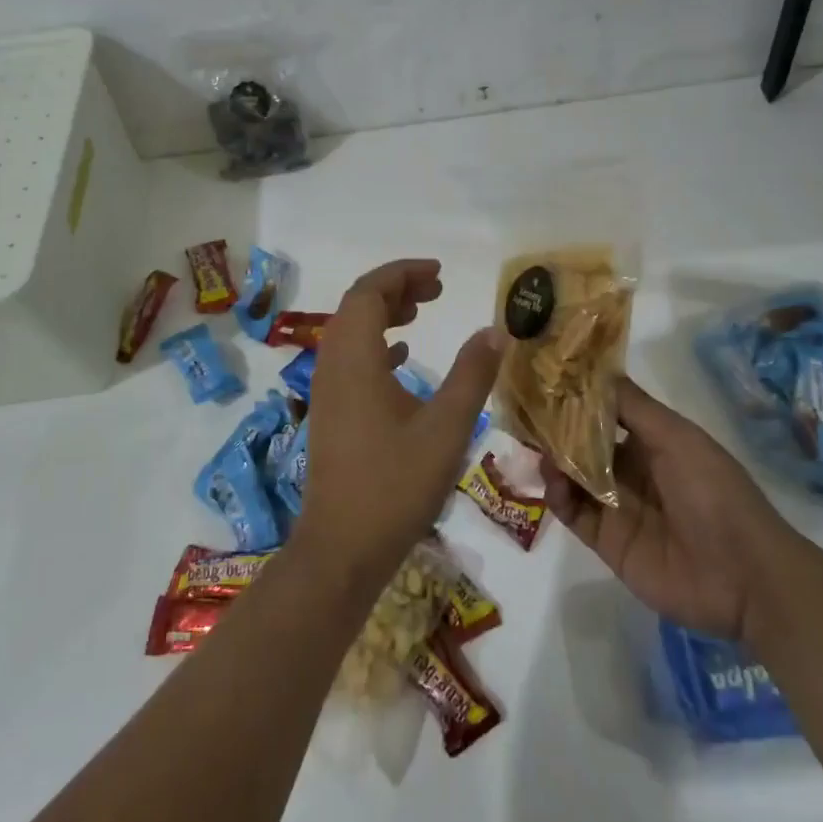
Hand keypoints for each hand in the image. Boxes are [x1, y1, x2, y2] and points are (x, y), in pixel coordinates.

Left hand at [296, 260, 503, 582]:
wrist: (342, 547)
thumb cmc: (395, 485)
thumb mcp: (446, 428)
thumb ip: (471, 375)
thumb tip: (494, 331)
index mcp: (354, 358)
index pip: (369, 292)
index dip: (402, 273)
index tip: (439, 273)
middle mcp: (332, 365)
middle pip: (357, 306)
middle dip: (395, 289)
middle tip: (437, 289)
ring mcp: (327, 390)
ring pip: (351, 332)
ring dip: (384, 314)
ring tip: (422, 311)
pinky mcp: (331, 412)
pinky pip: (350, 359)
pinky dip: (377, 345)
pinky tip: (402, 356)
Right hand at [542, 378, 794, 640]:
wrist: (743, 575)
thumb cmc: (713, 491)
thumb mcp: (676, 437)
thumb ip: (632, 405)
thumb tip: (593, 369)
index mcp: (653, 442)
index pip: (606, 413)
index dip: (578, 398)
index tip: (546, 378)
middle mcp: (632, 470)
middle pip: (584, 445)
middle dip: (557, 429)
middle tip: (524, 411)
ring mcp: (617, 507)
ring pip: (574, 477)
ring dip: (555, 461)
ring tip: (536, 447)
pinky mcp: (607, 541)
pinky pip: (573, 513)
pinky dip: (558, 496)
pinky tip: (552, 480)